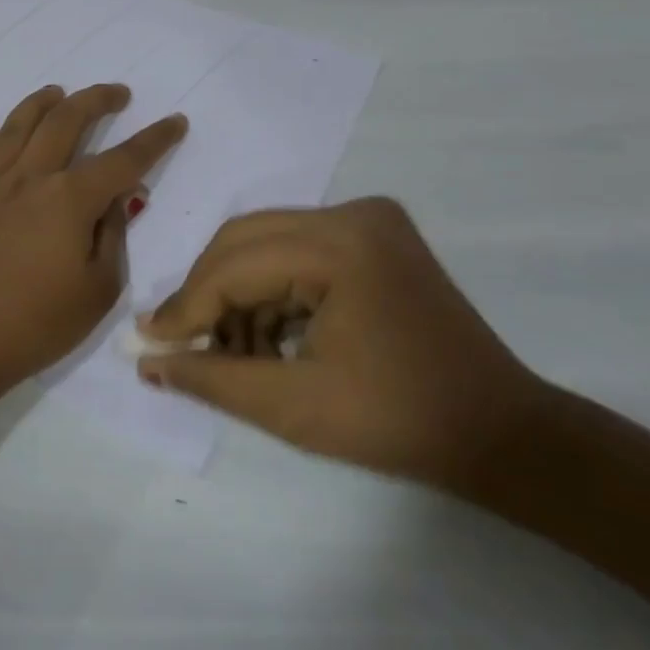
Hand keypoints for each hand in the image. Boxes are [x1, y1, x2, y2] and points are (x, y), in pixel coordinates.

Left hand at [0, 83, 187, 396]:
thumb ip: (112, 235)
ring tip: (56, 92)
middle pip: (64, 122)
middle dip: (95, 100)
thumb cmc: (36, 325)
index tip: (175, 121)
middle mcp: (27, 178)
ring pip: (14, 126)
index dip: (154, 139)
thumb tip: (119, 197)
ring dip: (40, 103)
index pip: (122, 159)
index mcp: (68, 199)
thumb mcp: (97, 290)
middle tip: (115, 93)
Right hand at [136, 197, 549, 491]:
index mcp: (341, 245)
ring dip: (239, 294)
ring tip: (232, 353)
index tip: (149, 340)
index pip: (236, 266)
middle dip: (208, 294)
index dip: (187, 306)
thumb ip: (212, 378)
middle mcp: (353, 214)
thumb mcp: (293, 407)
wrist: (503, 435)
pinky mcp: (374, 236)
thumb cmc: (400, 423)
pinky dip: (272, 291)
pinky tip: (267, 337)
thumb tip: (147, 361)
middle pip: (245, 241)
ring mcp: (368, 220)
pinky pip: (296, 251)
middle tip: (181, 341)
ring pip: (266, 244)